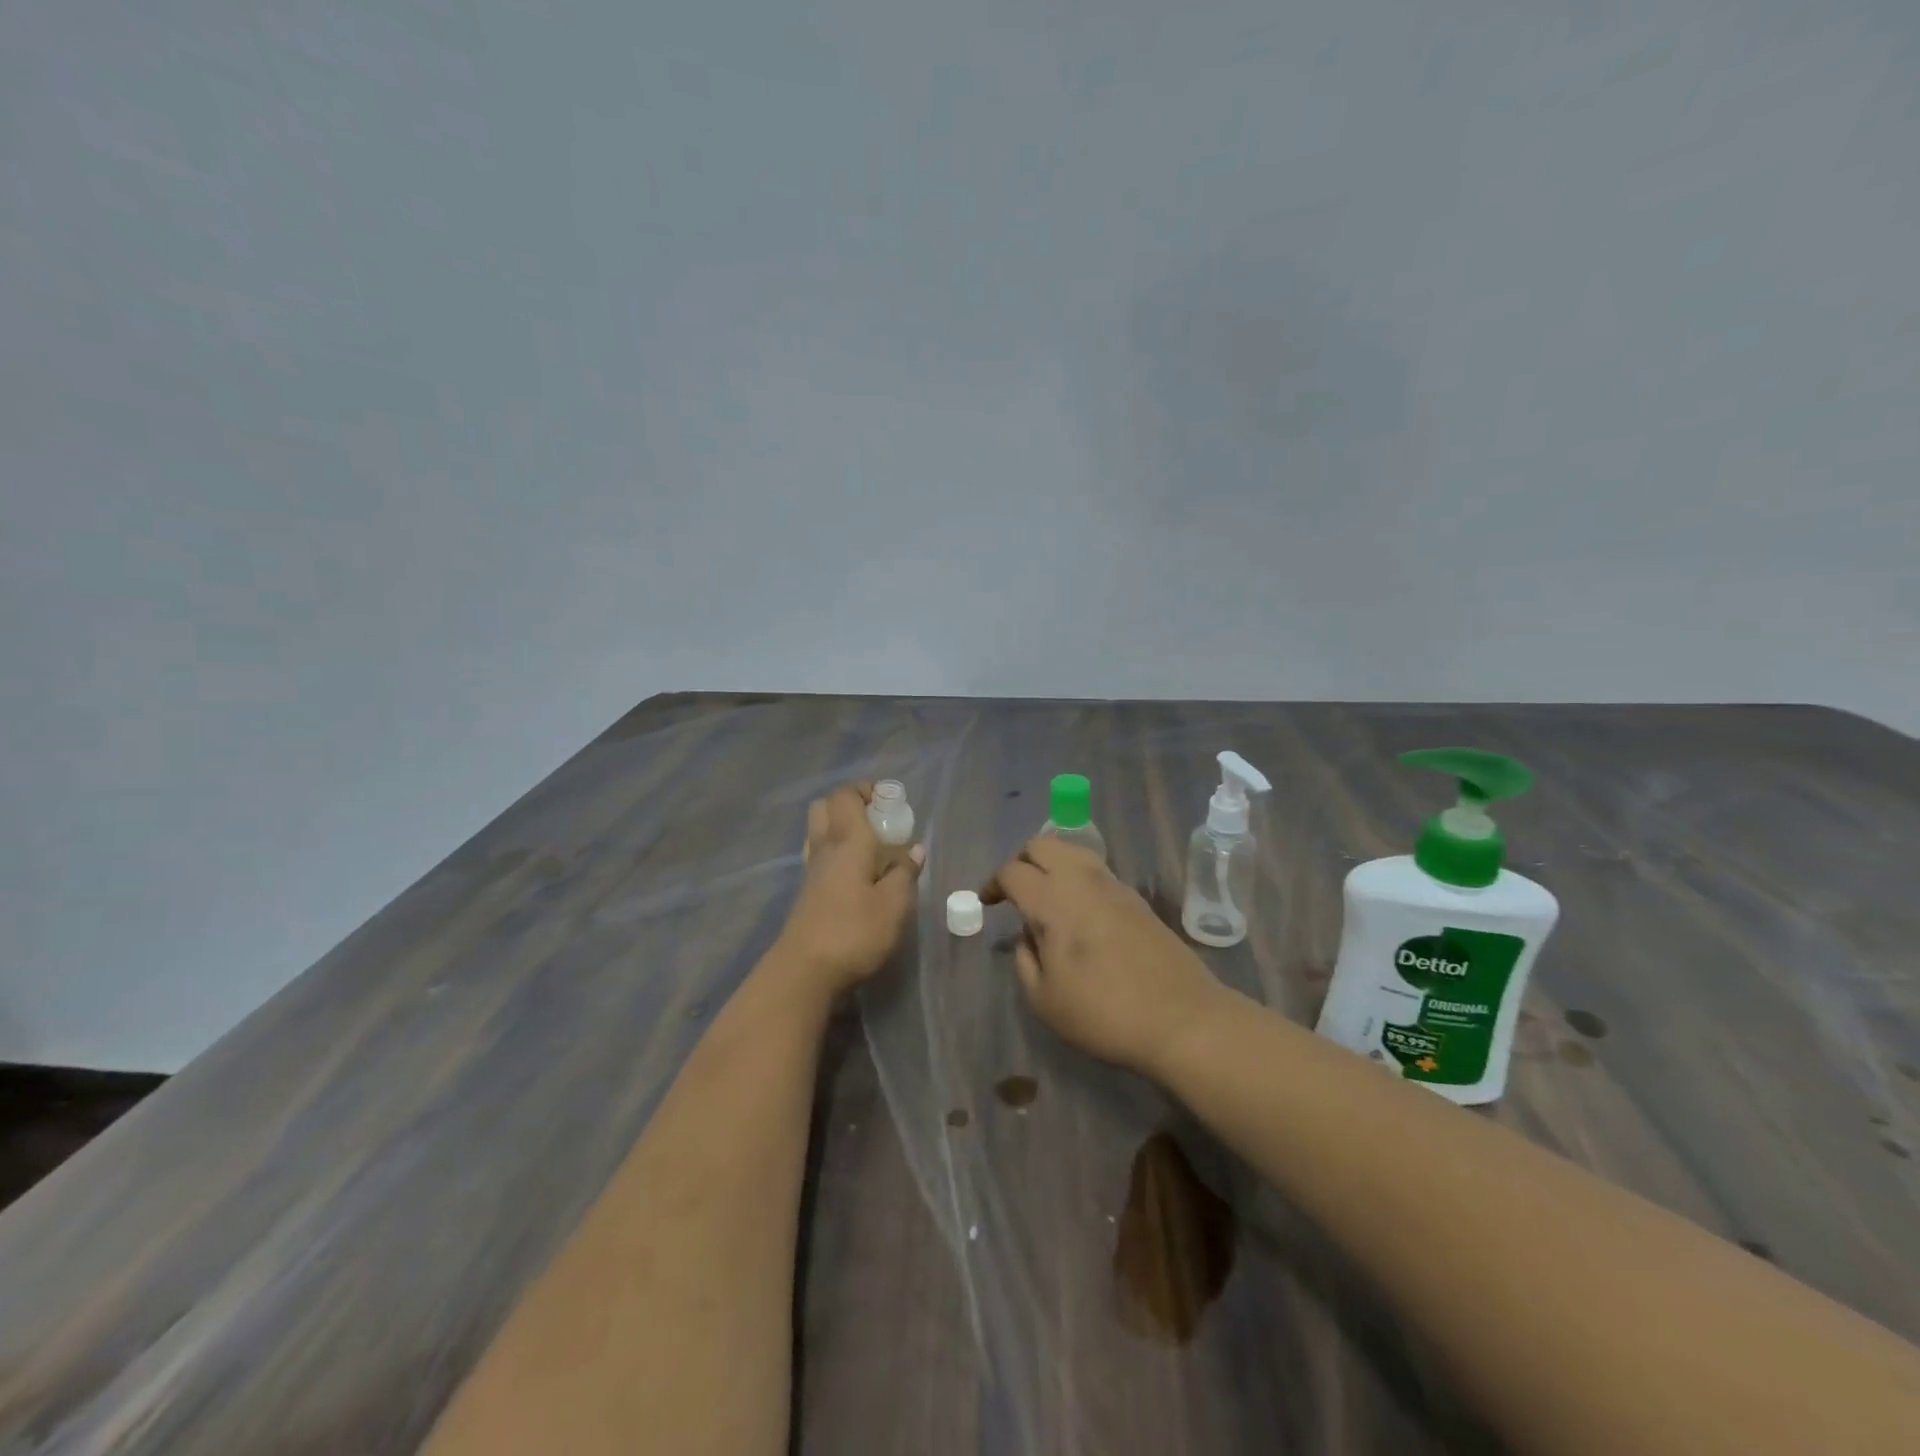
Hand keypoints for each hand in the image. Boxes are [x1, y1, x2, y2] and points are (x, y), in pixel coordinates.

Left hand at [773, 783, 923, 997]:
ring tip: (873, 849)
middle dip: (851, 805)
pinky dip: (838, 855)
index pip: (846, 795)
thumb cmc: (855, 932)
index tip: (891, 802)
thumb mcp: (895, 905)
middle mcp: (824, 848)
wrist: (805, 972)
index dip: (866, 790)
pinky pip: (820, 857)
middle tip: (879, 822)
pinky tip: (858, 876)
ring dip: (842, 830)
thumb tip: (914, 851)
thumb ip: (905, 873)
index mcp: (847, 840)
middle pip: (825, 807)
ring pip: (819, 832)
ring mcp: (811, 871)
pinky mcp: (807, 894)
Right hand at [980, 838, 1224, 1076]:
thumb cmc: (1103, 1012)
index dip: (993, 883)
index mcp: (1053, 900)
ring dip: (1052, 864)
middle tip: (1014, 890)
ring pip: (1073, 851)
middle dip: (1021, 860)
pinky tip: (1078, 910)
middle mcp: (1082, 880)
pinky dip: (1077, 877)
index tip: (988, 901)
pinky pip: (1096, 871)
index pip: (1013, 872)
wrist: (1181, 1018)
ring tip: (1045, 896)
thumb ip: (1025, 960)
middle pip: (1043, 844)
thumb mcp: (1045, 999)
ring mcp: (1114, 885)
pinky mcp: (1137, 899)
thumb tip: (1028, 936)